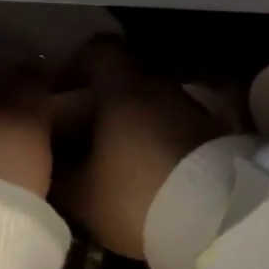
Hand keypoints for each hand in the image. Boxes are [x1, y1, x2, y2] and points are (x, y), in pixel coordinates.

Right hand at [56, 39, 223, 258]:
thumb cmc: (138, 196)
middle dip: (102, 102)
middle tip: (83, 136)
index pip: (97, 49)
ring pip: (153, 104)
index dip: (75, 66)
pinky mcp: (216, 135)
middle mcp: (162, 87)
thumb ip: (59, 172)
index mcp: (124, 89)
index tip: (59, 95)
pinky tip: (150, 173)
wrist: (218, 219)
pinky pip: (177, 126)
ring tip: (116, 160)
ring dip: (134, 124)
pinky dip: (160, 140)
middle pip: (126, 79)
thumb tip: (49, 162)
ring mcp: (195, 109)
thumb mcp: (83, 194)